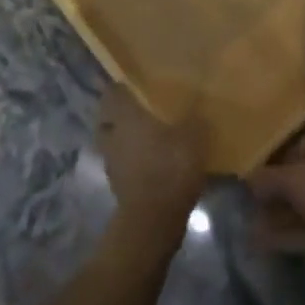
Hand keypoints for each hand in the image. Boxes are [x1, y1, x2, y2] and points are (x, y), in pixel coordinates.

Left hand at [96, 83, 206, 231]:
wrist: (153, 221)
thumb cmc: (170, 168)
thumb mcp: (192, 137)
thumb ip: (193, 117)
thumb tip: (197, 103)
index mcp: (126, 117)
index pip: (112, 93)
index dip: (121, 86)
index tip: (136, 83)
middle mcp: (113, 136)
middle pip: (107, 119)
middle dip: (120, 114)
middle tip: (142, 109)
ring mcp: (112, 162)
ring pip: (113, 142)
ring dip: (125, 139)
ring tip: (149, 135)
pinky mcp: (118, 185)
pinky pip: (122, 163)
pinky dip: (132, 160)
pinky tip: (153, 160)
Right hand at [246, 133, 304, 259]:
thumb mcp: (294, 180)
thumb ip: (268, 179)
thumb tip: (247, 179)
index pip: (295, 149)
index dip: (273, 164)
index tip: (252, 182)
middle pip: (296, 181)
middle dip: (272, 197)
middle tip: (247, 211)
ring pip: (301, 208)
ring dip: (276, 219)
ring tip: (248, 230)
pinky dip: (286, 236)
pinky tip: (262, 244)